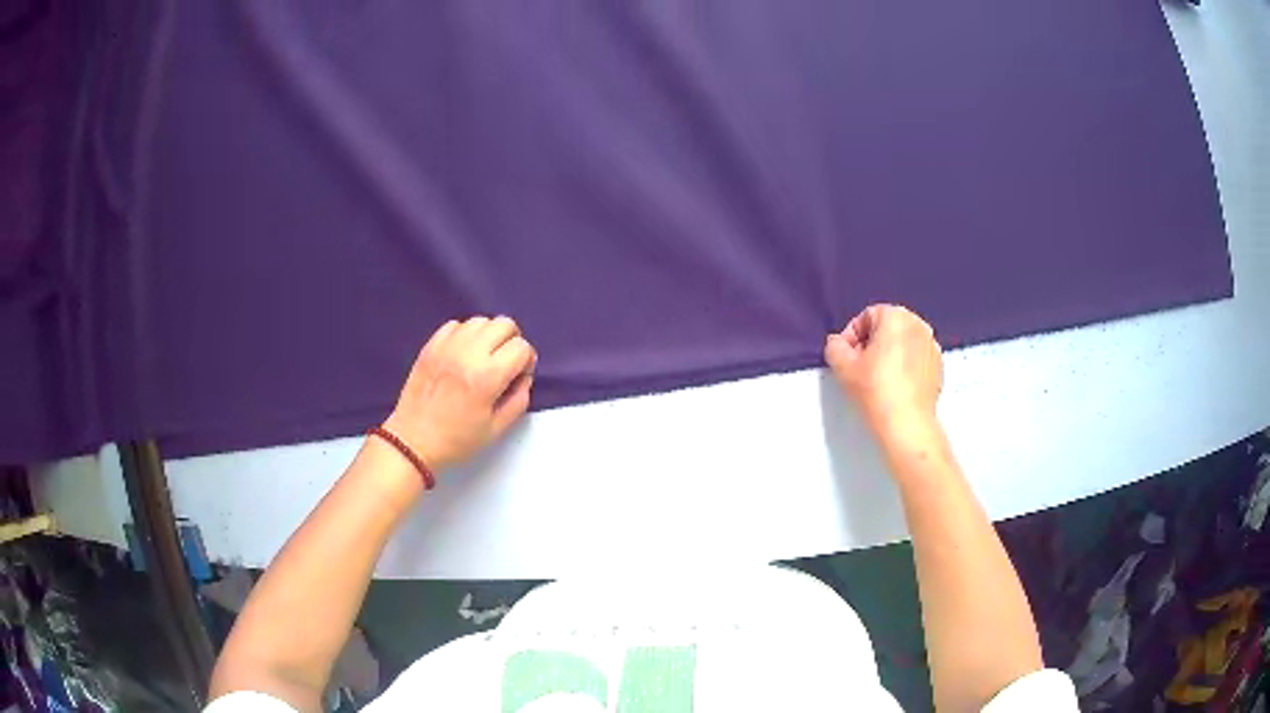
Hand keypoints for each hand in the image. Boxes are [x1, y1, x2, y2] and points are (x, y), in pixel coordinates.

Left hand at [383, 316, 536, 472]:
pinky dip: (465, 334)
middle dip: (512, 341)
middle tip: (505, 361)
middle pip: (504, 324)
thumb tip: (523, 377)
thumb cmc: (457, 440)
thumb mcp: (497, 429)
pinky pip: (456, 325)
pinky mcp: (431, 345)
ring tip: (483, 356)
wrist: (414, 440)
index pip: (521, 347)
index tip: (518, 375)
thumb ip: (519, 399)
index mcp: (488, 377)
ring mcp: (447, 346)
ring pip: (481, 321)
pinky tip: (462, 353)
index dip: (527, 360)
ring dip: (489, 335)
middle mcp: (469, 354)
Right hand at [824, 304, 942, 448]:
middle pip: (887, 327)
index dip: (851, 336)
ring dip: (889, 354)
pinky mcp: (939, 366)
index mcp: (896, 316)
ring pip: (903, 343)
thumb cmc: (875, 390)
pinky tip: (896, 386)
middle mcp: (918, 324)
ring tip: (878, 379)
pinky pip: (916, 358)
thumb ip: (834, 346)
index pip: (866, 316)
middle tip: (860, 368)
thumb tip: (840, 343)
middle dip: (872, 343)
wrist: (907, 424)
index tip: (846, 358)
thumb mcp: (842, 366)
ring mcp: (932, 345)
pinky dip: (905, 366)